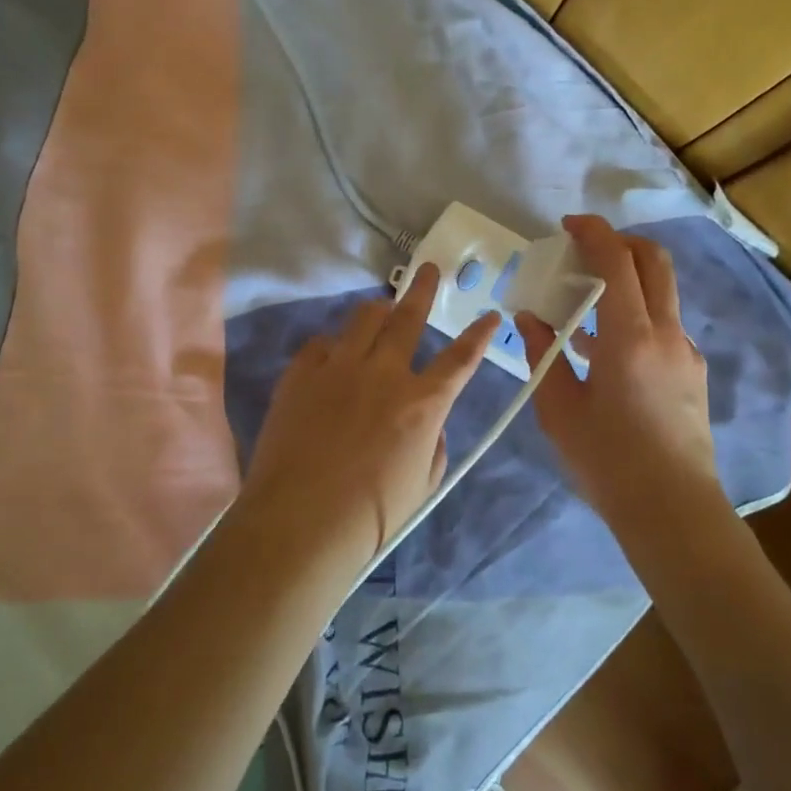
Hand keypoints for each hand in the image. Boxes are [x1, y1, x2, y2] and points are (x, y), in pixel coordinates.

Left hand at [243, 262, 497, 573]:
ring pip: (363, 319)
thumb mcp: (423, 483)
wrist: (300, 521)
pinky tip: (332, 357)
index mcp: (422, 403)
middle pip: (408, 317)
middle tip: (429, 269)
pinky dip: (333, 346)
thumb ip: (434, 443)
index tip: (490, 315)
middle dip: (423, 289)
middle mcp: (383, 373)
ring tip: (382, 308)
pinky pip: (321, 343)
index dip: (480, 335)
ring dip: (378, 310)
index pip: (461, 359)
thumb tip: (428, 420)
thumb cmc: (372, 516)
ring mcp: (338, 368)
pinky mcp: (300, 374)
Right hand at [518, 216, 722, 524]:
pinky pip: (663, 326)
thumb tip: (530, 318)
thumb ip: (544, 354)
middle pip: (654, 262)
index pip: (618, 262)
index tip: (569, 225)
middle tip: (584, 249)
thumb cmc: (608, 461)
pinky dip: (635, 315)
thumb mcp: (560, 409)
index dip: (594, 233)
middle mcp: (667, 334)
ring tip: (584, 303)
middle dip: (620, 242)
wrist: (673, 511)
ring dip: (627, 280)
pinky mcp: (693, 373)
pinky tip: (604, 349)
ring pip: (661, 293)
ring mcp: (686, 352)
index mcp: (630, 337)